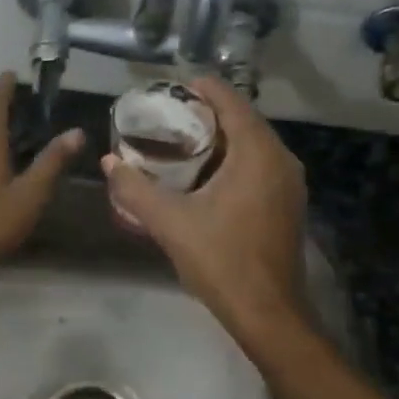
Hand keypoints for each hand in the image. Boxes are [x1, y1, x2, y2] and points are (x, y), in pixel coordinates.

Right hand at [101, 76, 306, 341]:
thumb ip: (135, 189)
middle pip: (244, 120)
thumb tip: (108, 162)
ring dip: (221, 137)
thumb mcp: (170, 223)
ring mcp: (289, 183)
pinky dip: (233, 159)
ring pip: (253, 145)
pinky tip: (205, 173)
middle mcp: (281, 160)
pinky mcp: (287, 204)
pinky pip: (259, 165)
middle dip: (209, 113)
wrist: (267, 312)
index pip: (232, 103)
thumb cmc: (221, 261)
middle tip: (170, 113)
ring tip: (182, 139)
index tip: (174, 85)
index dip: (204, 89)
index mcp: (258, 154)